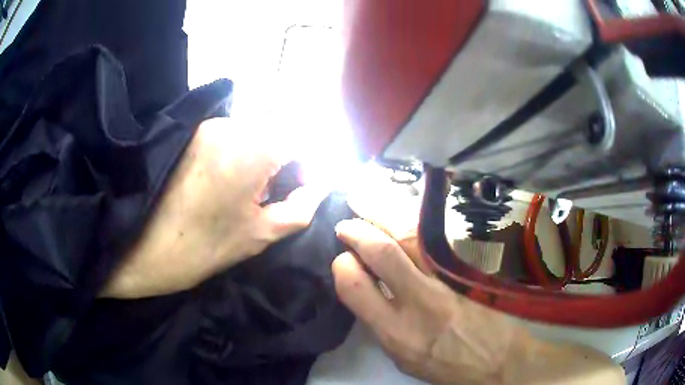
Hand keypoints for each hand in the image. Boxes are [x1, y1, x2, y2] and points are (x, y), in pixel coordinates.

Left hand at [101, 118, 325, 297]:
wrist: (142, 246)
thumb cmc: (203, 246)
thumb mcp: (260, 233)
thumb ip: (300, 208)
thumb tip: (321, 188)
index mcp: (252, 147)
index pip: (300, 140)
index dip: (306, 167)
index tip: (299, 193)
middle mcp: (230, 124)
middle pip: (275, 133)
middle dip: (283, 162)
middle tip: (271, 196)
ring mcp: (206, 126)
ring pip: (251, 133)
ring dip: (259, 157)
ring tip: (245, 191)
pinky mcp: (189, 132)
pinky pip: (227, 136)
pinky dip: (236, 153)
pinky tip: (222, 182)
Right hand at [332, 218, 525, 383]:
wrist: (498, 360)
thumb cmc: (446, 366)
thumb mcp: (402, 358)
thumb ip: (380, 323)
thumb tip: (365, 288)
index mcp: (395, 331)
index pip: (354, 286)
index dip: (342, 265)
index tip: (344, 258)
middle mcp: (420, 301)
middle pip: (383, 252)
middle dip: (357, 230)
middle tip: (346, 223)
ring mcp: (450, 280)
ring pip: (412, 235)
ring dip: (383, 214)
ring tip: (366, 204)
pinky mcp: (470, 268)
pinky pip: (436, 236)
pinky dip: (413, 221)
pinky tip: (402, 213)